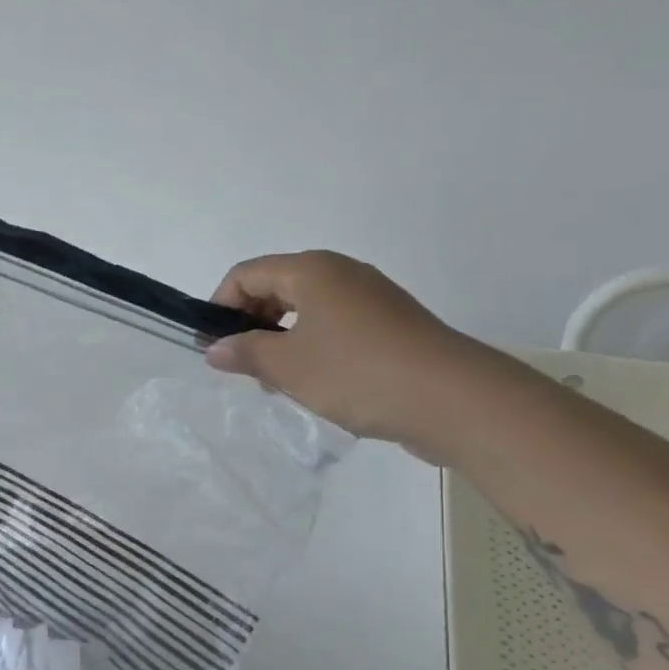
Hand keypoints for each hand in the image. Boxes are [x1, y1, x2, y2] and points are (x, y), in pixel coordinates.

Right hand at [206, 251, 476, 449]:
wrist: (455, 399)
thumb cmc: (359, 373)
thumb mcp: (289, 366)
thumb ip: (246, 353)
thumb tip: (215, 348)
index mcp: (311, 270)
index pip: (246, 274)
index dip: (220, 305)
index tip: (213, 346)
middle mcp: (340, 272)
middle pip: (277, 287)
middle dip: (252, 324)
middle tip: (245, 367)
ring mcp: (371, 297)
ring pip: (308, 309)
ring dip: (283, 340)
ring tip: (280, 382)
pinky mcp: (392, 324)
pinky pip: (337, 325)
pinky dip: (315, 347)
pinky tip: (319, 385)